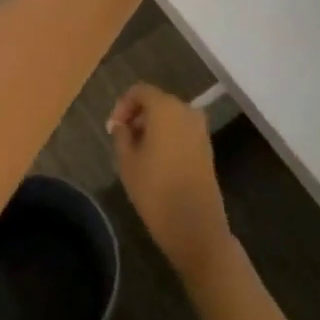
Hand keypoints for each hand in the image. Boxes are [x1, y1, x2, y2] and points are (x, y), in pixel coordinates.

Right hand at [109, 84, 234, 283]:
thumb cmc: (156, 191)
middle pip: (156, 101)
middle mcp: (186, 111)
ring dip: (151, 126)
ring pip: (169, 116)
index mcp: (165, 108)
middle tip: (122, 139)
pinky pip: (181, 130)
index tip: (113, 128)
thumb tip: (121, 124)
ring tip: (136, 151)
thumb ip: (121, 135)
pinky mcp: (206, 147)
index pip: (139, 91)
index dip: (122, 105)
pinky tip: (155, 159)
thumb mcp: (127, 162)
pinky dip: (167, 135)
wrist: (197, 228)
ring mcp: (200, 129)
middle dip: (137, 115)